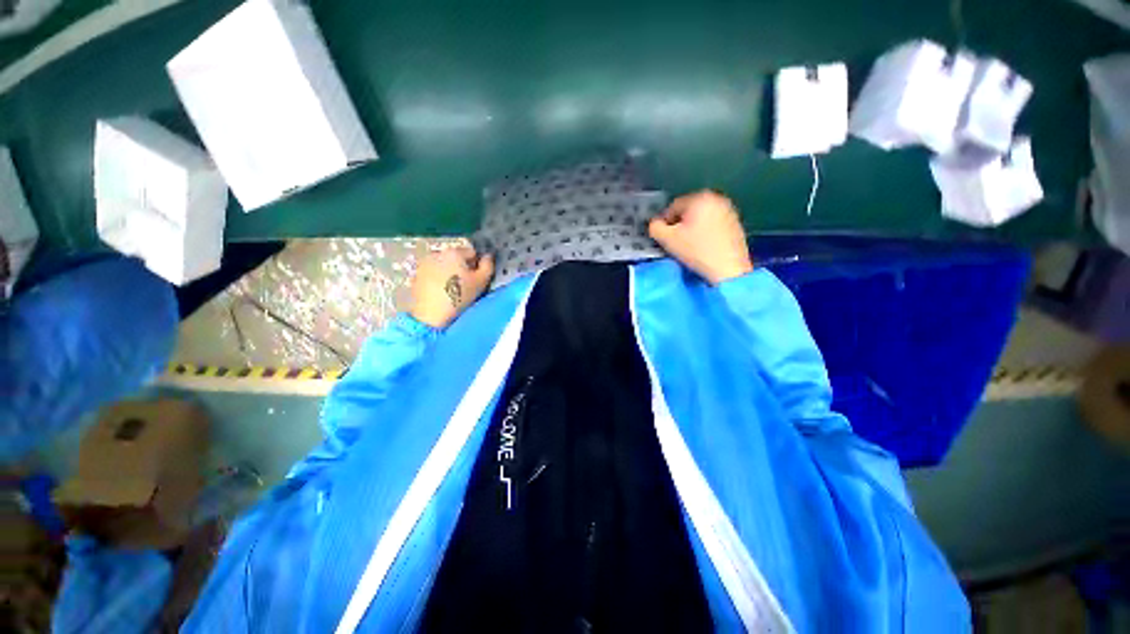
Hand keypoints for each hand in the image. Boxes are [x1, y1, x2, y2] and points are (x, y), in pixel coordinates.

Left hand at [410, 246, 494, 328]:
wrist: (430, 314)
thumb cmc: (459, 296)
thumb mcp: (481, 282)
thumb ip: (488, 266)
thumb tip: (488, 256)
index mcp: (455, 252)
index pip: (472, 253)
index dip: (477, 266)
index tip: (476, 279)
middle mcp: (438, 253)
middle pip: (456, 258)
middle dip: (462, 268)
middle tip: (465, 286)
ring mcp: (424, 263)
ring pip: (443, 265)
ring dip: (449, 273)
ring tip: (452, 290)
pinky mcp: (416, 275)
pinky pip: (433, 273)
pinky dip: (438, 279)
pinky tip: (440, 292)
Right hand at [648, 190, 753, 284]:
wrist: (729, 269)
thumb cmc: (697, 251)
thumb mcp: (668, 240)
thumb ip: (655, 227)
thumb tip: (655, 224)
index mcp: (700, 197)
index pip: (672, 207)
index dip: (664, 223)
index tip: (662, 237)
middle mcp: (716, 198)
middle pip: (687, 210)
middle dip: (678, 224)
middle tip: (674, 241)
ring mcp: (728, 210)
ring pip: (700, 217)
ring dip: (691, 228)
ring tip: (687, 245)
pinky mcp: (735, 223)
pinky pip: (711, 224)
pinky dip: (704, 232)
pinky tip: (701, 246)